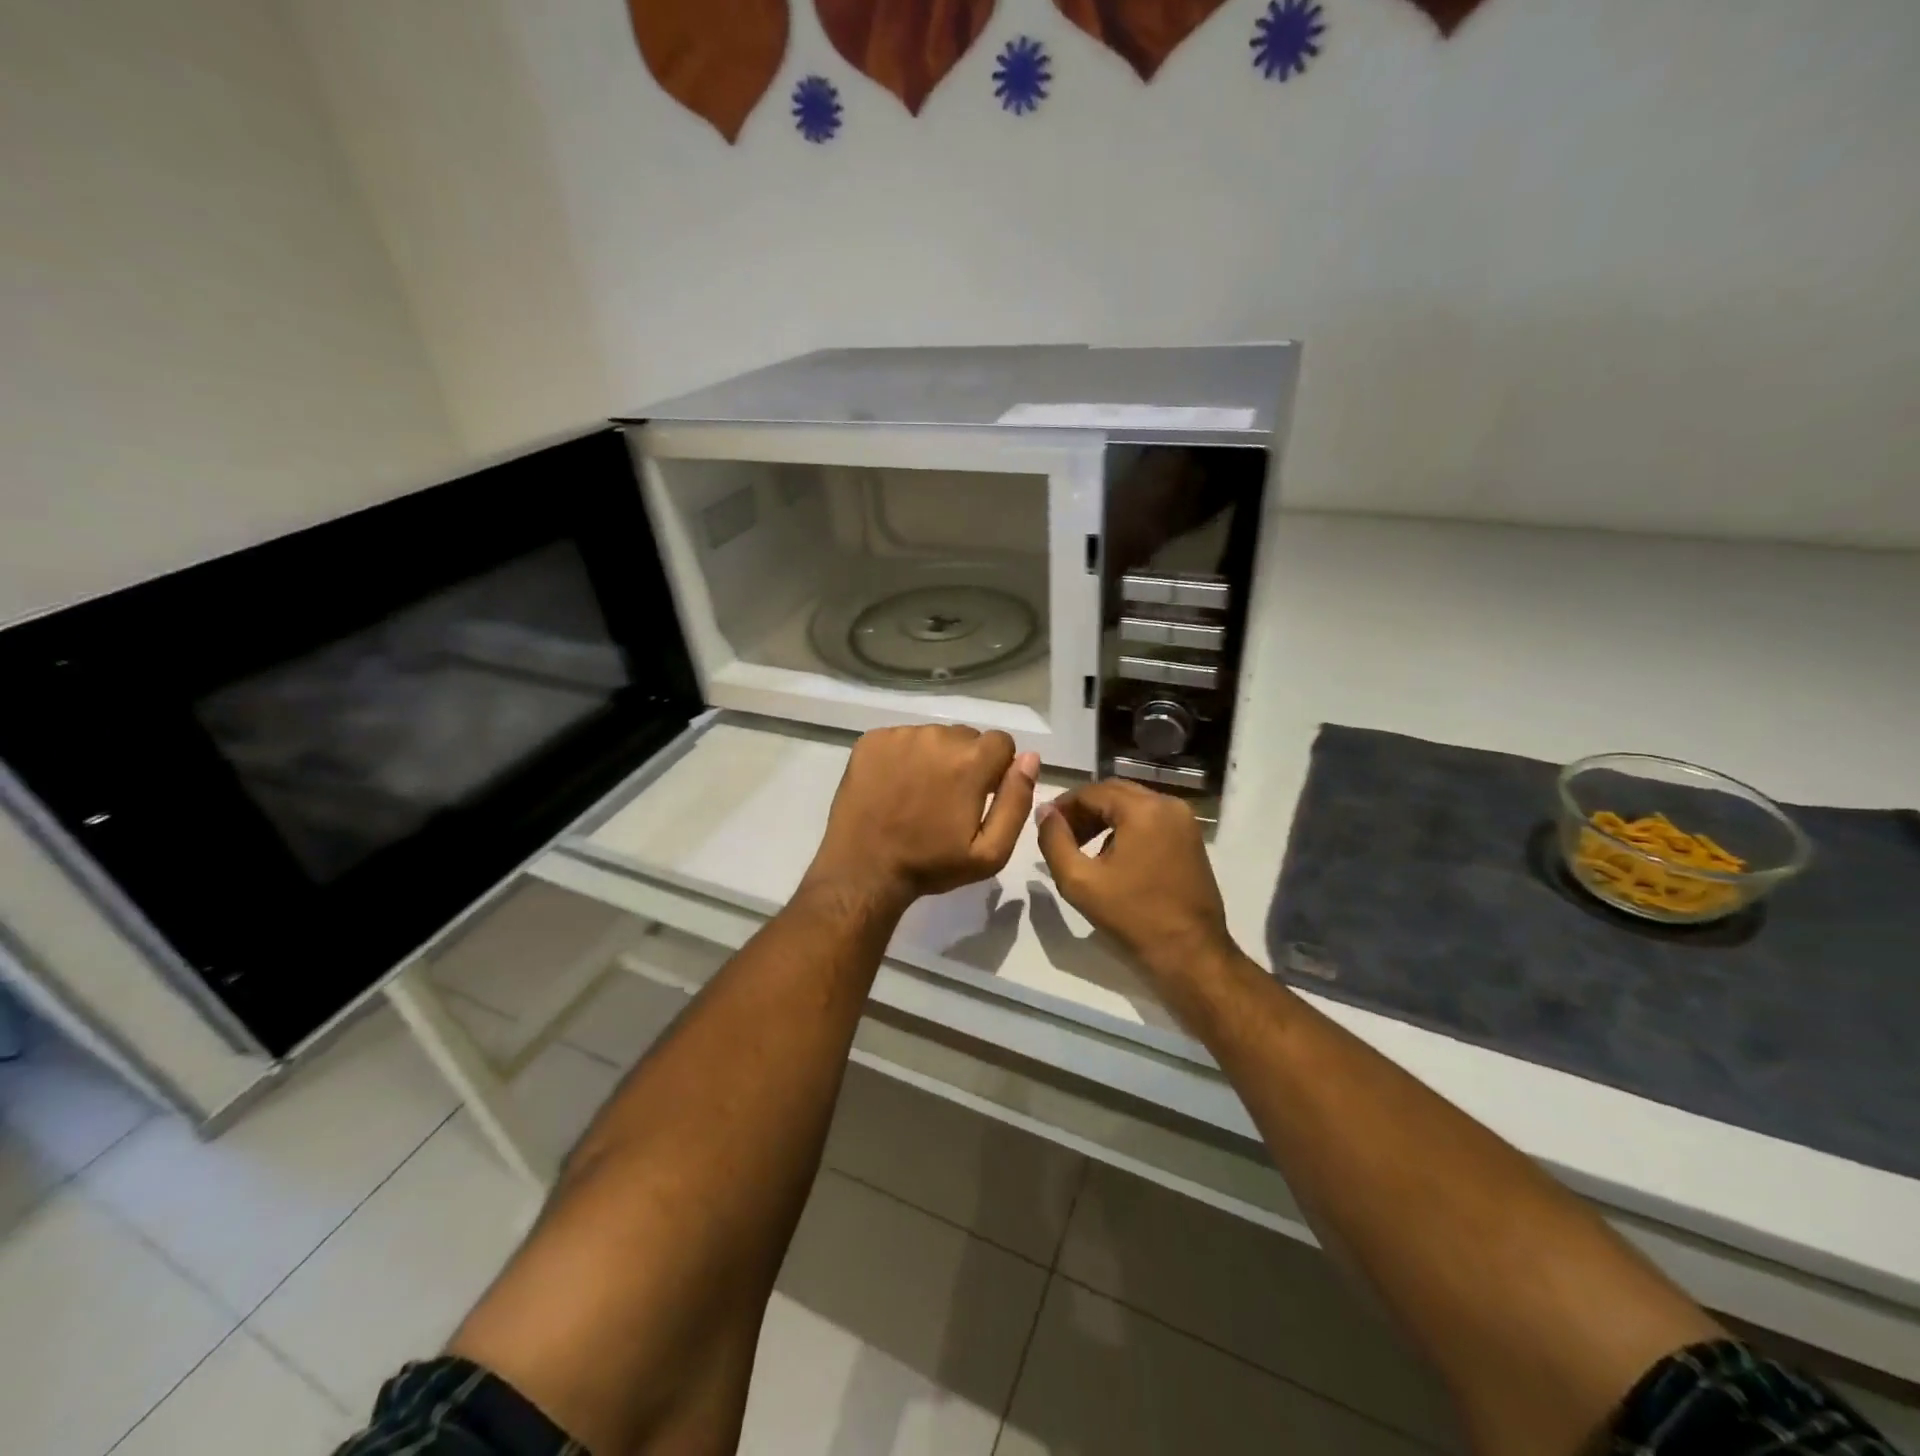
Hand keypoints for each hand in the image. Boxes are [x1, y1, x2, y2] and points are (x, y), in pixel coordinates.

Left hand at [804, 725, 1039, 914]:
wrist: (863, 870)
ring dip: (933, 758)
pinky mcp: (871, 740)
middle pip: (967, 737)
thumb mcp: (990, 852)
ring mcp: (900, 735)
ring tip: (916, 794)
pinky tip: (893, 786)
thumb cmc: (931, 864)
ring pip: (933, 736)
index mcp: (971, 761)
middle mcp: (937, 736)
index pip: (1002, 742)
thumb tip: (1030, 759)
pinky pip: (901, 738)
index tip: (980, 796)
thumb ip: (1016, 801)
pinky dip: (903, 756)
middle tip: (946, 799)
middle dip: (965, 762)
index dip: (996, 769)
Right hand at [1036, 780, 1235, 988]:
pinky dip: (1126, 828)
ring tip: (1081, 846)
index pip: (1091, 791)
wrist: (1190, 954)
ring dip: (1104, 818)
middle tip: (1060, 835)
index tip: (1044, 825)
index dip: (1063, 805)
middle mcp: (1168, 804)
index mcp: (1143, 809)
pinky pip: (1150, 819)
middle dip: (1083, 810)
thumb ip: (1054, 841)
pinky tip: (1110, 855)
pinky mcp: (1191, 838)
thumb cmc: (1132, 917)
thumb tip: (1044, 812)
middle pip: (1114, 793)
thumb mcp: (1079, 881)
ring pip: (1132, 805)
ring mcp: (1184, 821)